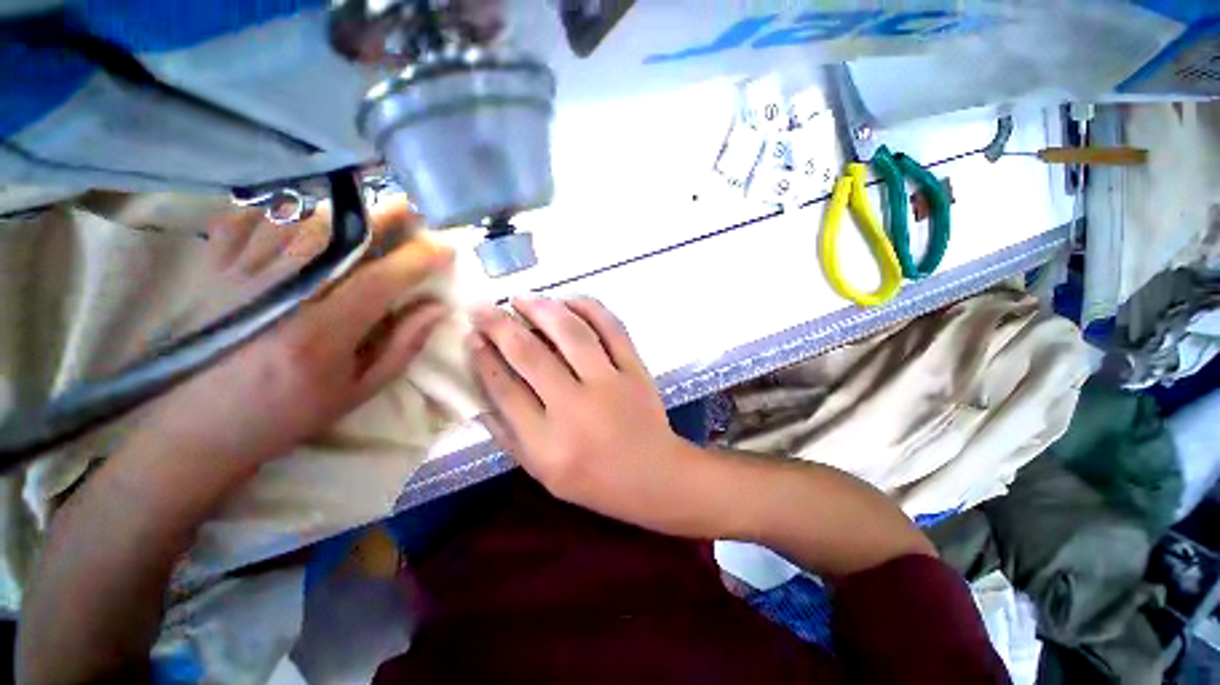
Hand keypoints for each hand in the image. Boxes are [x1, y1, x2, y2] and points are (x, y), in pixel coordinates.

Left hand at [132, 198, 453, 467]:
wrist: (202, 426)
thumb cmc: (290, 412)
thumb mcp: (359, 390)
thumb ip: (402, 346)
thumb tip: (436, 307)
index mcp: (322, 333)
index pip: (380, 279)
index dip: (418, 258)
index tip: (445, 247)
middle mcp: (280, 295)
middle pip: (337, 238)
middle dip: (381, 217)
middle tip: (408, 207)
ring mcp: (239, 276)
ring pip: (296, 221)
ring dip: (338, 209)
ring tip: (364, 208)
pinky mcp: (214, 270)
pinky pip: (249, 220)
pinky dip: (281, 208)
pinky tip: (304, 210)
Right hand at [470, 298, 703, 534]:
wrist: (652, 474)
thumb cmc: (592, 479)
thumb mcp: (540, 470)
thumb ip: (507, 434)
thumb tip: (480, 392)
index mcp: (547, 443)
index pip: (505, 390)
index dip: (484, 359)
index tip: (471, 336)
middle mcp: (576, 408)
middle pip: (531, 355)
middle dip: (500, 326)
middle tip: (484, 308)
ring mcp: (610, 384)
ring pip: (572, 333)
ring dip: (542, 309)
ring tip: (523, 298)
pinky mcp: (635, 369)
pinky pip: (612, 328)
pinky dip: (589, 308)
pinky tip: (568, 302)